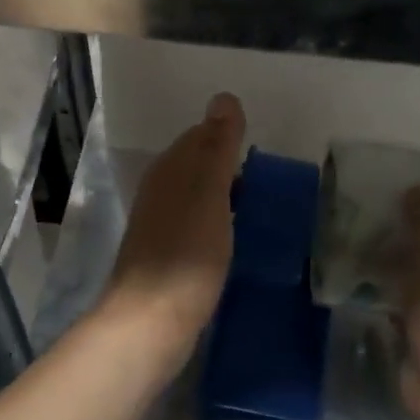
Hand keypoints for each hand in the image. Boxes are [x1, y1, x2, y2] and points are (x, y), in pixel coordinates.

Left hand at [96, 92, 245, 358]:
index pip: (199, 135)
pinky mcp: (166, 258)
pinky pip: (196, 225)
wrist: (150, 323)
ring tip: (261, 204)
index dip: (228, 137)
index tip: (261, 148)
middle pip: (197, 165)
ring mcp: (160, 226)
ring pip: (196, 196)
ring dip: (224, 195)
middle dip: (228, 166)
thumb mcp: (209, 192)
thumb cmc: (186, 254)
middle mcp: (160, 192)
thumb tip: (224, 97)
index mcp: (169, 170)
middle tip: (269, 177)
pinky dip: (218, 223)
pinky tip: (235, 237)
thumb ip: (217, 146)